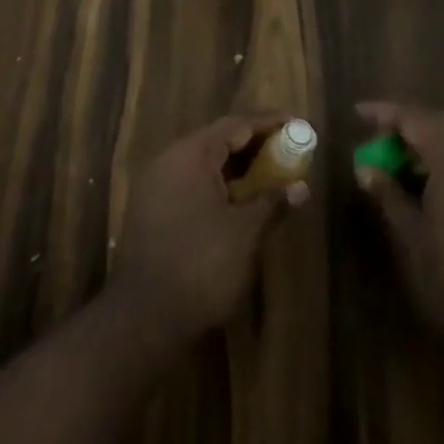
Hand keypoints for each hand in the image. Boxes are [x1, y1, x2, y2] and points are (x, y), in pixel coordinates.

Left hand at [111, 114, 310, 347]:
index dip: (269, 124)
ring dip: (239, 167)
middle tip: (290, 151)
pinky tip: (242, 201)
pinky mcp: (153, 211)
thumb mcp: (245, 233)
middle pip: (219, 140)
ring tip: (273, 175)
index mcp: (190, 155)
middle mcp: (169, 161)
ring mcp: (157, 186)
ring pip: (205, 164)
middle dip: (256, 145)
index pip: (236, 125)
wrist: (143, 319)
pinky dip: (221, 186)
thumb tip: (301, 187)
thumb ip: (273, 202)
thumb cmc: (200, 265)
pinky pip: (193, 183)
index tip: (298, 124)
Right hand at [355, 102, 443, 362]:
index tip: (358, 114)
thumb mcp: (408, 236)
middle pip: (441, 123)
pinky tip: (432, 184)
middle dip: (409, 125)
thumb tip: (365, 166)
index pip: (416, 118)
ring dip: (430, 143)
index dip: (385, 113)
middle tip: (378, 139)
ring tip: (400, 163)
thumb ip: (387, 193)